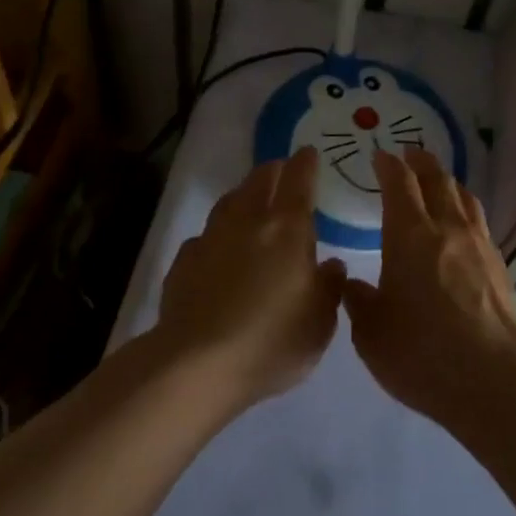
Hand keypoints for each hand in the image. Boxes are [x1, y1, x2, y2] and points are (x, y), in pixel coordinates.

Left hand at [152, 147, 345, 410]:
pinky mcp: (184, 260)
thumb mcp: (319, 323)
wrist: (197, 363)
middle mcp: (248, 221)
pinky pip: (205, 236)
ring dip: (243, 195)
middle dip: (273, 170)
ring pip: (229, 201)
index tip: (308, 152)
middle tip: (281, 170)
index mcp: (288, 229)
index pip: (299, 180)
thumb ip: (329, 288)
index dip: (305, 163)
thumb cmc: (271, 341)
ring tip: (250, 201)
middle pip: (260, 180)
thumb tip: (331, 264)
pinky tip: (218, 249)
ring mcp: (211, 237)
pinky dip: (216, 234)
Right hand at [342, 149, 515, 430]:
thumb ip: (358, 301)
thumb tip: (352, 283)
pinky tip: (462, 226)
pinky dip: (465, 210)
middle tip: (409, 155)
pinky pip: (479, 222)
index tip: (380, 156)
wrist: (493, 383)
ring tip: (438, 182)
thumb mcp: (370, 333)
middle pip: (437, 178)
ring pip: (463, 196)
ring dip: (447, 181)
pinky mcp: (500, 266)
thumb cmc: (421, 354)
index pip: (399, 182)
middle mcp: (446, 227)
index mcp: (409, 234)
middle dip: (420, 162)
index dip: (388, 165)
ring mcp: (479, 245)